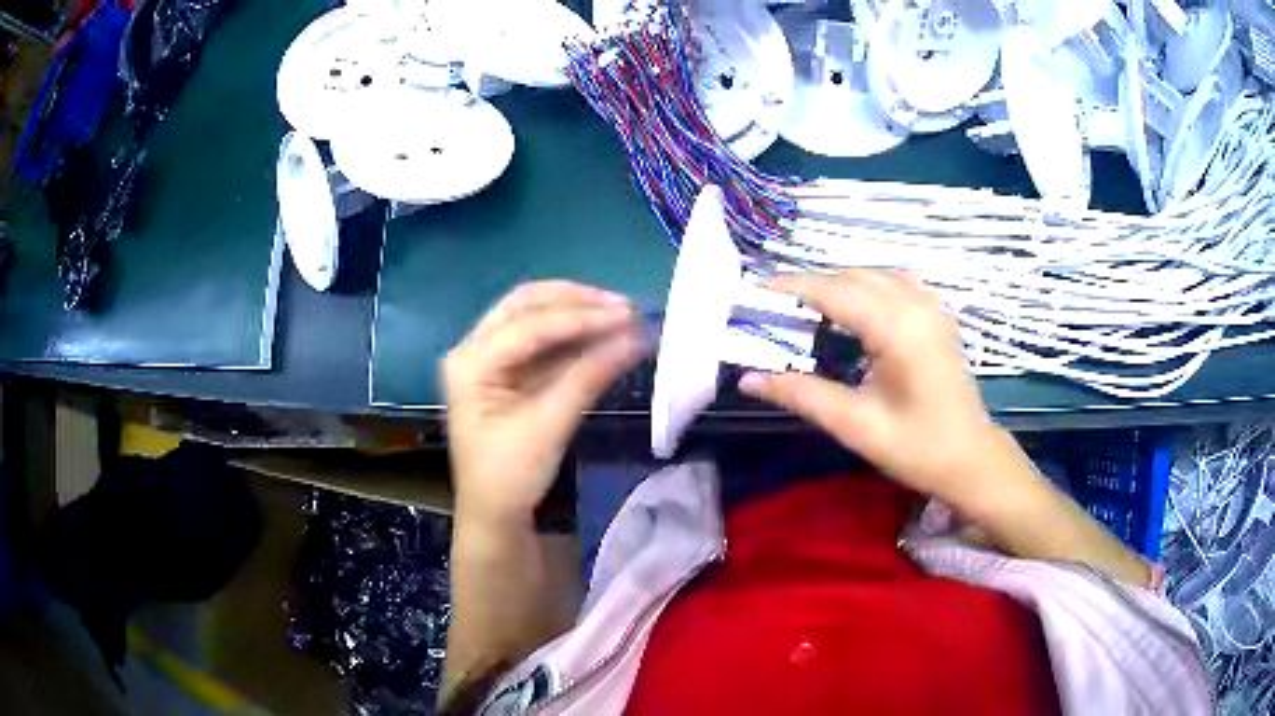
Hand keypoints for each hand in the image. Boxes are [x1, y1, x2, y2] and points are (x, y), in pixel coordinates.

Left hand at [443, 281, 645, 526]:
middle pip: (525, 305)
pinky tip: (604, 336)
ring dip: (577, 314)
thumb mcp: (549, 425)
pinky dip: (573, 337)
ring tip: (621, 316)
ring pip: (534, 318)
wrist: (495, 515)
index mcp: (470, 362)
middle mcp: (473, 349)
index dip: (580, 316)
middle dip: (576, 301)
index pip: (528, 325)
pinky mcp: (506, 373)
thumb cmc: (510, 476)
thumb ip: (589, 376)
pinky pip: (541, 342)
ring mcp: (488, 359)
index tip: (628, 315)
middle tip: (623, 307)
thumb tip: (636, 338)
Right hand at [739, 270, 1031, 511]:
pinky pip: (896, 283)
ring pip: (875, 276)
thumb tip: (749, 379)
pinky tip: (856, 310)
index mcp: (896, 327)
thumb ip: (802, 395)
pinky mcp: (937, 317)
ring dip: (840, 285)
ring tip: (809, 309)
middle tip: (776, 308)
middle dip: (813, 286)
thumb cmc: (916, 447)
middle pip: (853, 277)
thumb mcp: (856, 425)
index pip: (835, 291)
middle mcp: (915, 304)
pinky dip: (868, 287)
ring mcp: (931, 307)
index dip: (793, 286)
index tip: (757, 290)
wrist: (971, 458)